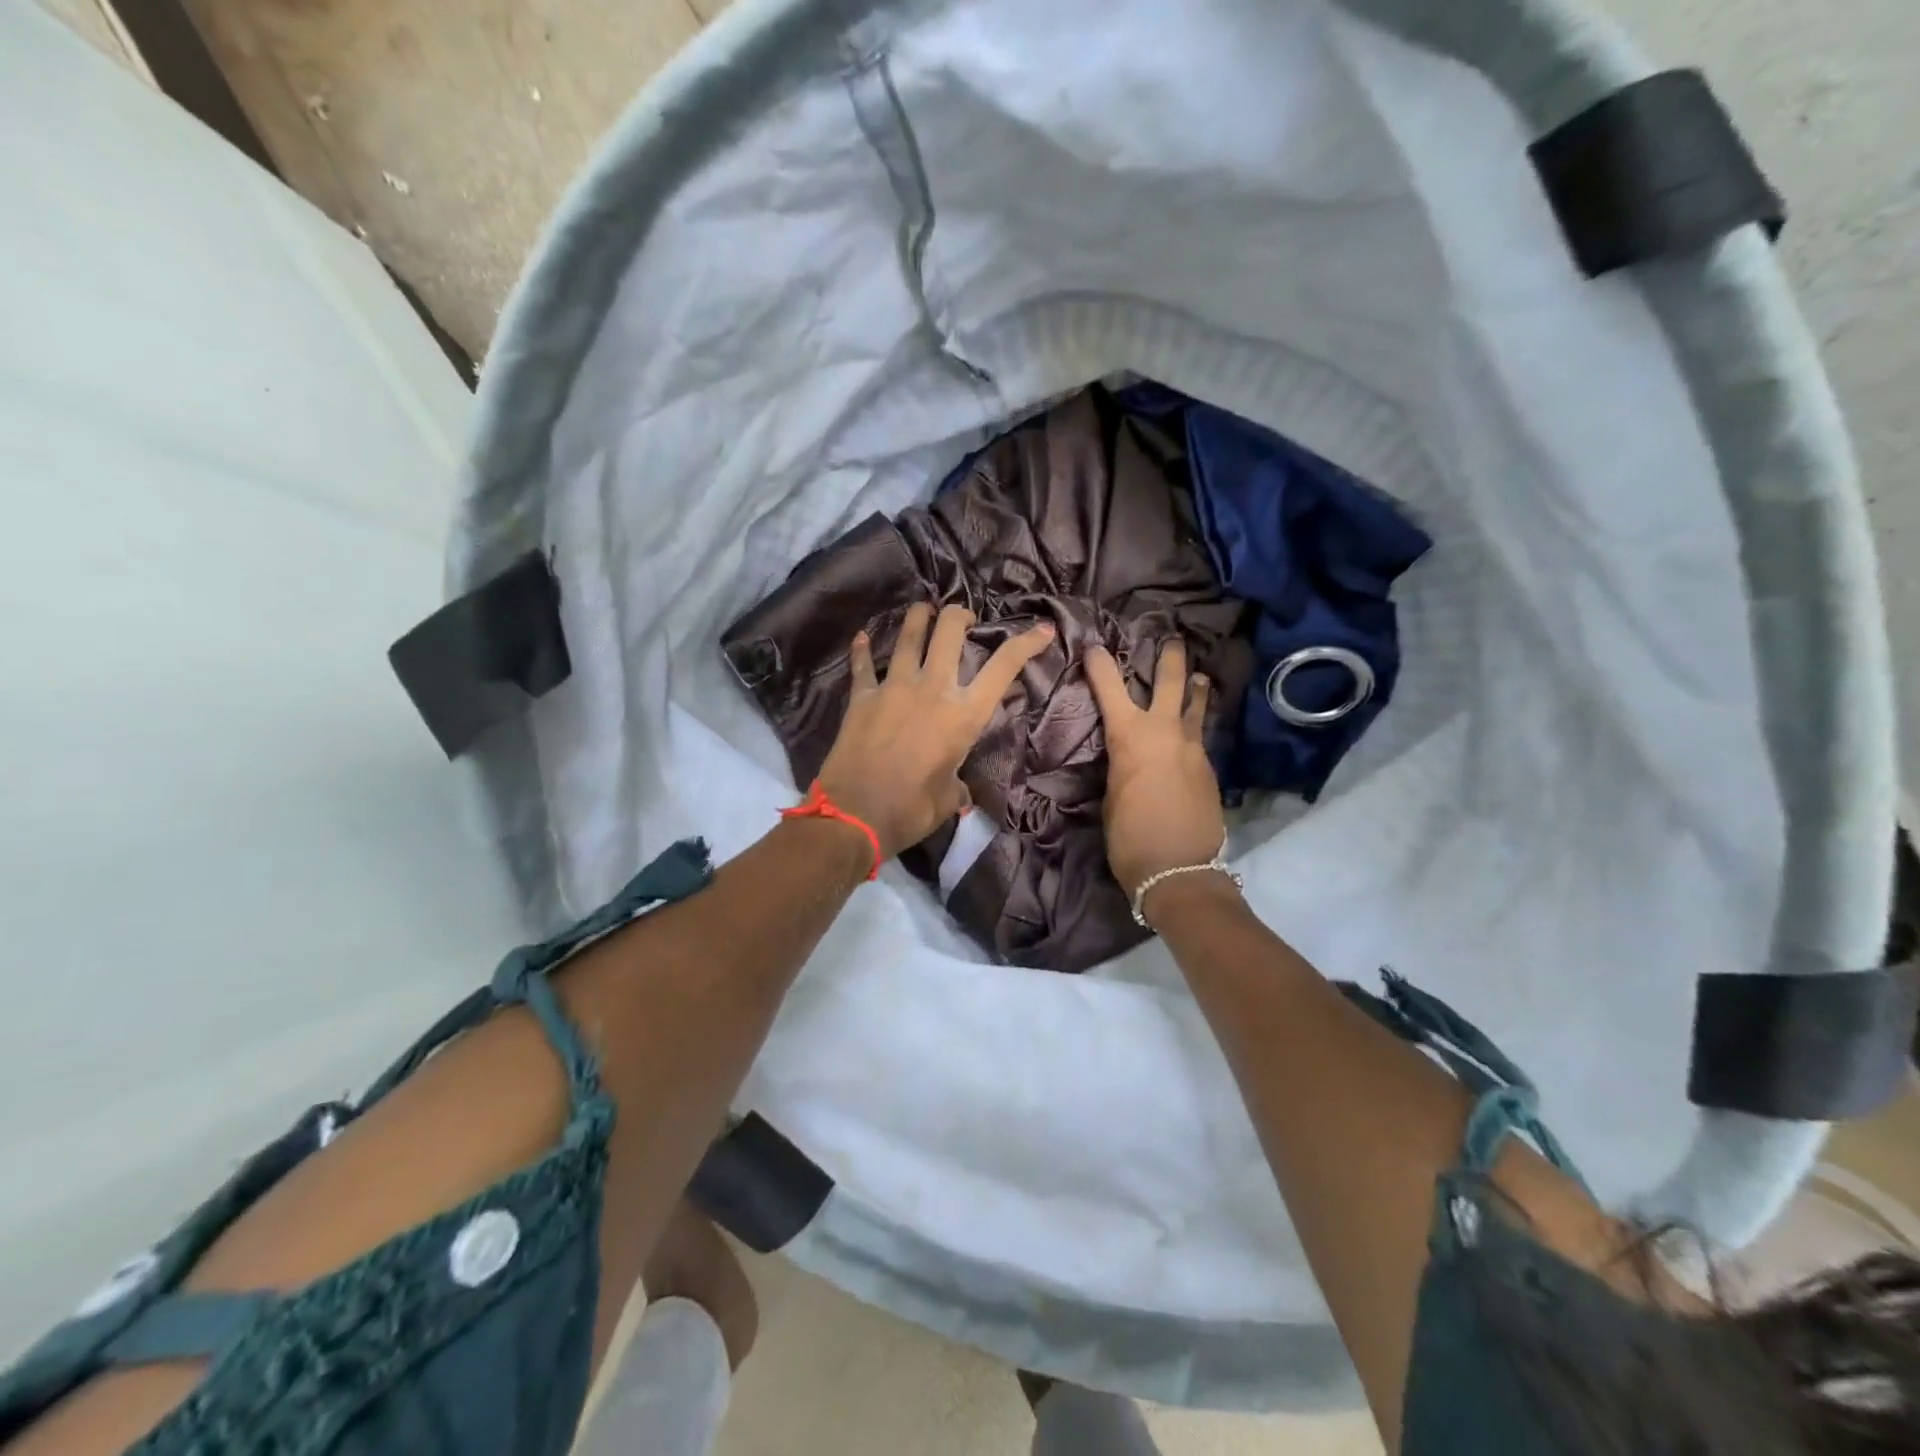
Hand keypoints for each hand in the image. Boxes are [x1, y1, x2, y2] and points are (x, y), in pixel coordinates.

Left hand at [816, 603, 1054, 857]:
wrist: (854, 814)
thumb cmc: (911, 810)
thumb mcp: (949, 798)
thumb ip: (957, 783)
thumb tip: (957, 788)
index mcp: (963, 715)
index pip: (1003, 668)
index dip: (1027, 644)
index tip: (1043, 630)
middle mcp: (932, 690)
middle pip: (949, 632)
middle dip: (960, 616)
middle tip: (963, 618)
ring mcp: (894, 688)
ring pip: (908, 636)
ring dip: (918, 617)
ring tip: (924, 608)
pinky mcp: (862, 697)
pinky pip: (863, 666)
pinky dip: (862, 651)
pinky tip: (860, 637)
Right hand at [1085, 639, 1227, 898]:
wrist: (1179, 870)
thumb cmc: (1130, 836)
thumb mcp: (1112, 795)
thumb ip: (1121, 766)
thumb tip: (1129, 758)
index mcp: (1131, 737)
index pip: (1111, 688)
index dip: (1101, 665)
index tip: (1095, 646)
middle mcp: (1166, 732)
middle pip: (1172, 682)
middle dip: (1170, 657)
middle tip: (1173, 638)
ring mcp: (1194, 749)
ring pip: (1197, 707)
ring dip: (1196, 688)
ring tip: (1200, 676)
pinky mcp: (1210, 769)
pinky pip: (1200, 737)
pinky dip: (1194, 728)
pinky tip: (1191, 734)